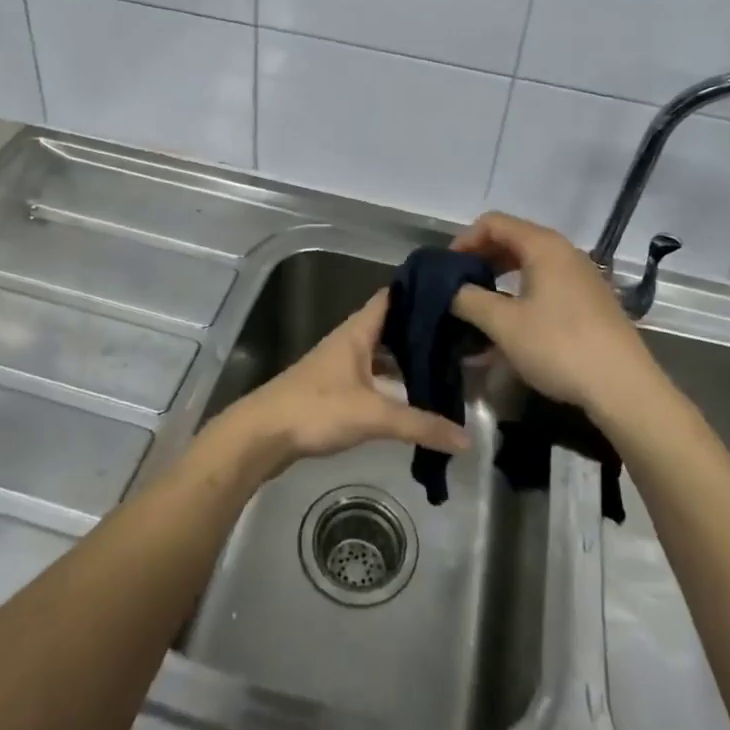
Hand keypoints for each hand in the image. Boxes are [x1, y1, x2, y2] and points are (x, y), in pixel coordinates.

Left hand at [213, 290, 470, 480]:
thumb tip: (466, 439)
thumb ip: (420, 425)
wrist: (262, 435)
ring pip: (383, 353)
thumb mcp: (373, 416)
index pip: (393, 296)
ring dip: (408, 357)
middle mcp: (350, 341)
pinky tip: (414, 396)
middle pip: (391, 326)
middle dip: (422, 328)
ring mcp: (341, 365)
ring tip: (447, 364)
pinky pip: (374, 375)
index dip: (420, 291)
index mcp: (358, 331)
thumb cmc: (316, 409)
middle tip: (462, 334)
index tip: (455, 293)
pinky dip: (394, 381)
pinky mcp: (336, 389)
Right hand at [448, 211, 657, 417]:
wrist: (623, 388)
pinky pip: (545, 288)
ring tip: (478, 311)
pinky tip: (508, 331)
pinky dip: (521, 299)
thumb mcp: (504, 324)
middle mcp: (564, 253)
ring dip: (499, 283)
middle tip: (458, 288)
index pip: (493, 223)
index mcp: (543, 246)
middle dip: (481, 261)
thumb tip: (450, 290)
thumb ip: (469, 300)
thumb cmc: (559, 346)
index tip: (446, 269)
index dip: (464, 240)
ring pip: (529, 268)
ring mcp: (580, 278)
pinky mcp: (589, 303)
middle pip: (512, 241)